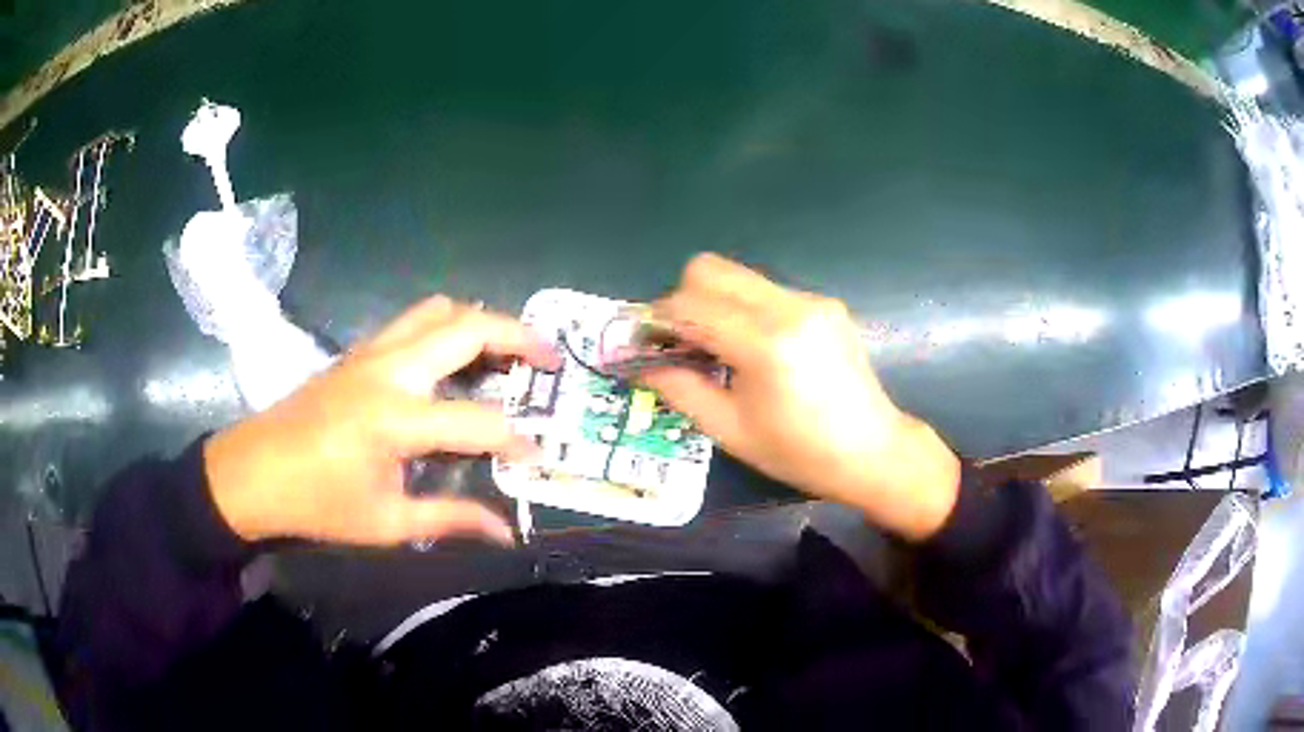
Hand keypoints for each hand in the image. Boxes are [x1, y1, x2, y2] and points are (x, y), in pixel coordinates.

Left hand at [204, 296, 559, 545]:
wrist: (253, 472)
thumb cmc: (317, 503)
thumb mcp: (386, 523)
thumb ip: (450, 518)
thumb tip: (504, 532)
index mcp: (396, 418)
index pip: (478, 421)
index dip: (518, 440)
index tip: (541, 457)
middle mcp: (390, 369)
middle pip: (467, 326)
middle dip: (518, 336)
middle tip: (550, 358)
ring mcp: (371, 351)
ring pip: (439, 310)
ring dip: (480, 322)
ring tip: (507, 352)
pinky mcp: (359, 351)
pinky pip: (414, 321)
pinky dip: (448, 328)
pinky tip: (455, 361)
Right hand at [643, 254, 959, 540]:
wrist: (873, 452)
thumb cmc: (800, 453)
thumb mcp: (730, 431)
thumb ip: (680, 388)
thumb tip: (642, 363)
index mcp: (765, 344)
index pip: (689, 305)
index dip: (657, 320)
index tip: (645, 342)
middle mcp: (789, 307)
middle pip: (710, 269)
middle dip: (682, 299)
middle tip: (680, 341)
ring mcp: (811, 300)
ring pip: (738, 276)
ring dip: (714, 303)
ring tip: (717, 348)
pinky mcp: (825, 304)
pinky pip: (766, 291)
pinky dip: (745, 310)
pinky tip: (755, 348)